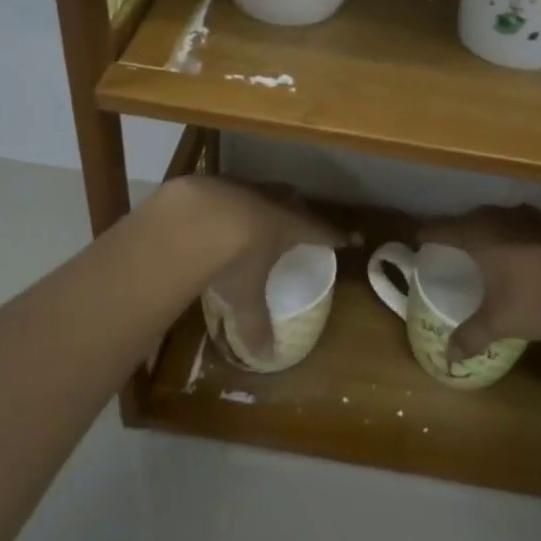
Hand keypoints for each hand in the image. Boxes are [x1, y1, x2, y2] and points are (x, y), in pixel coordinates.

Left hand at [168, 175, 344, 364]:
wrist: (189, 218)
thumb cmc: (231, 259)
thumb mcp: (244, 297)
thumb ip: (255, 325)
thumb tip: (267, 357)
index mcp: (289, 227)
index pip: (321, 231)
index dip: (336, 236)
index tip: (350, 239)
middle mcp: (271, 202)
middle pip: (294, 203)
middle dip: (300, 212)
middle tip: (302, 222)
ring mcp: (242, 187)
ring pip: (263, 191)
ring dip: (265, 202)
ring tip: (260, 214)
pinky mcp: (213, 183)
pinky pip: (230, 190)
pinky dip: (230, 201)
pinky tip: (218, 213)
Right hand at [417, 205, 540, 364]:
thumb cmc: (536, 301)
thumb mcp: (499, 323)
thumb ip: (471, 336)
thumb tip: (448, 358)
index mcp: (480, 235)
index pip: (444, 229)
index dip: (429, 234)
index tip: (419, 239)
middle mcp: (504, 218)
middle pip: (475, 218)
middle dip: (464, 230)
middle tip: (458, 246)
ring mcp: (537, 218)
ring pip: (508, 218)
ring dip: (499, 229)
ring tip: (497, 246)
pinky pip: (537, 226)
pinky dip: (530, 236)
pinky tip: (537, 253)